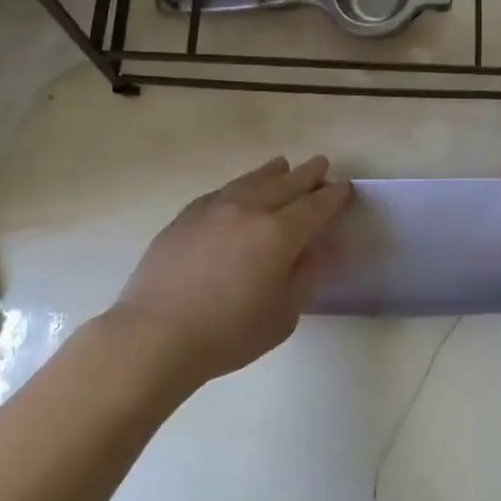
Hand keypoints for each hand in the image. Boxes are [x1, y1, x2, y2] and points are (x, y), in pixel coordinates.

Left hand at [112, 156, 351, 388]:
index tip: (344, 186)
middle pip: (285, 184)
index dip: (333, 195)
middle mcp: (248, 210)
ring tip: (282, 165)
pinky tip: (238, 190)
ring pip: (250, 181)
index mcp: (279, 233)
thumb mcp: (283, 316)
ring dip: (272, 173)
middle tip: (321, 164)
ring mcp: (213, 209)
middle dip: (307, 174)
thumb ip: (304, 277)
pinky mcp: (185, 217)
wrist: (156, 335)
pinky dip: (238, 186)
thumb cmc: (228, 334)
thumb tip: (313, 250)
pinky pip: (220, 192)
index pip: (315, 206)